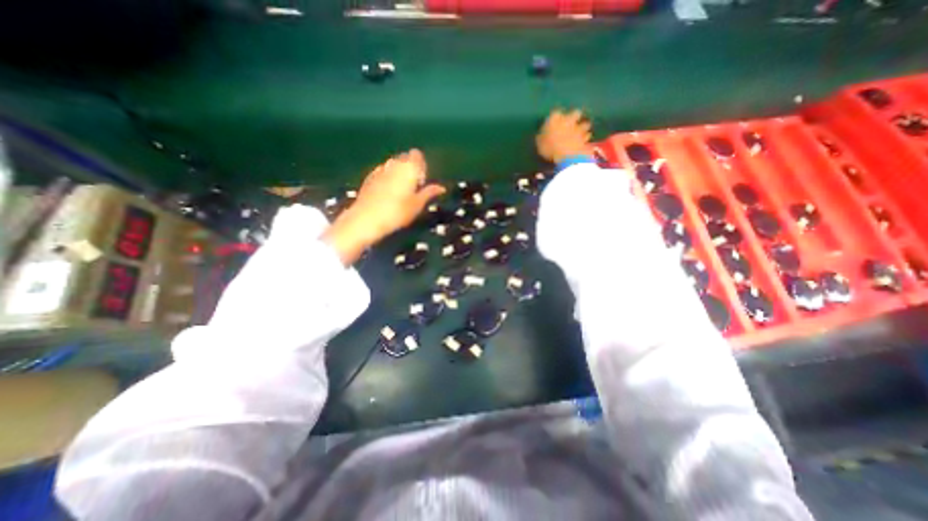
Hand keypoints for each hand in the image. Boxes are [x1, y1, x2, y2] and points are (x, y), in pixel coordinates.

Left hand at [323, 148, 444, 265]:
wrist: (367, 219)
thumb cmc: (397, 212)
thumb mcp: (417, 204)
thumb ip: (429, 193)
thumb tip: (442, 187)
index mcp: (409, 167)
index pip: (417, 155)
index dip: (421, 166)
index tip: (422, 181)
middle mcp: (394, 163)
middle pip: (405, 158)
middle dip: (410, 168)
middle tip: (413, 187)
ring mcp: (380, 169)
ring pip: (393, 164)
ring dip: (398, 172)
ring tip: (400, 191)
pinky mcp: (369, 177)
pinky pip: (383, 172)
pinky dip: (387, 178)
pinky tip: (387, 193)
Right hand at [537, 111, 594, 164]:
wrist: (566, 155)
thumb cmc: (549, 148)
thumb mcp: (539, 144)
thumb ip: (542, 137)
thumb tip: (542, 135)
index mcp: (554, 118)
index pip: (555, 113)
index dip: (555, 117)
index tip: (554, 122)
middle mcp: (568, 119)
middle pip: (575, 113)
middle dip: (574, 116)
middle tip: (571, 122)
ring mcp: (578, 128)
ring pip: (585, 123)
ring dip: (583, 126)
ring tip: (581, 131)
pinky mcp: (586, 138)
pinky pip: (587, 135)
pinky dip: (586, 137)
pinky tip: (584, 141)